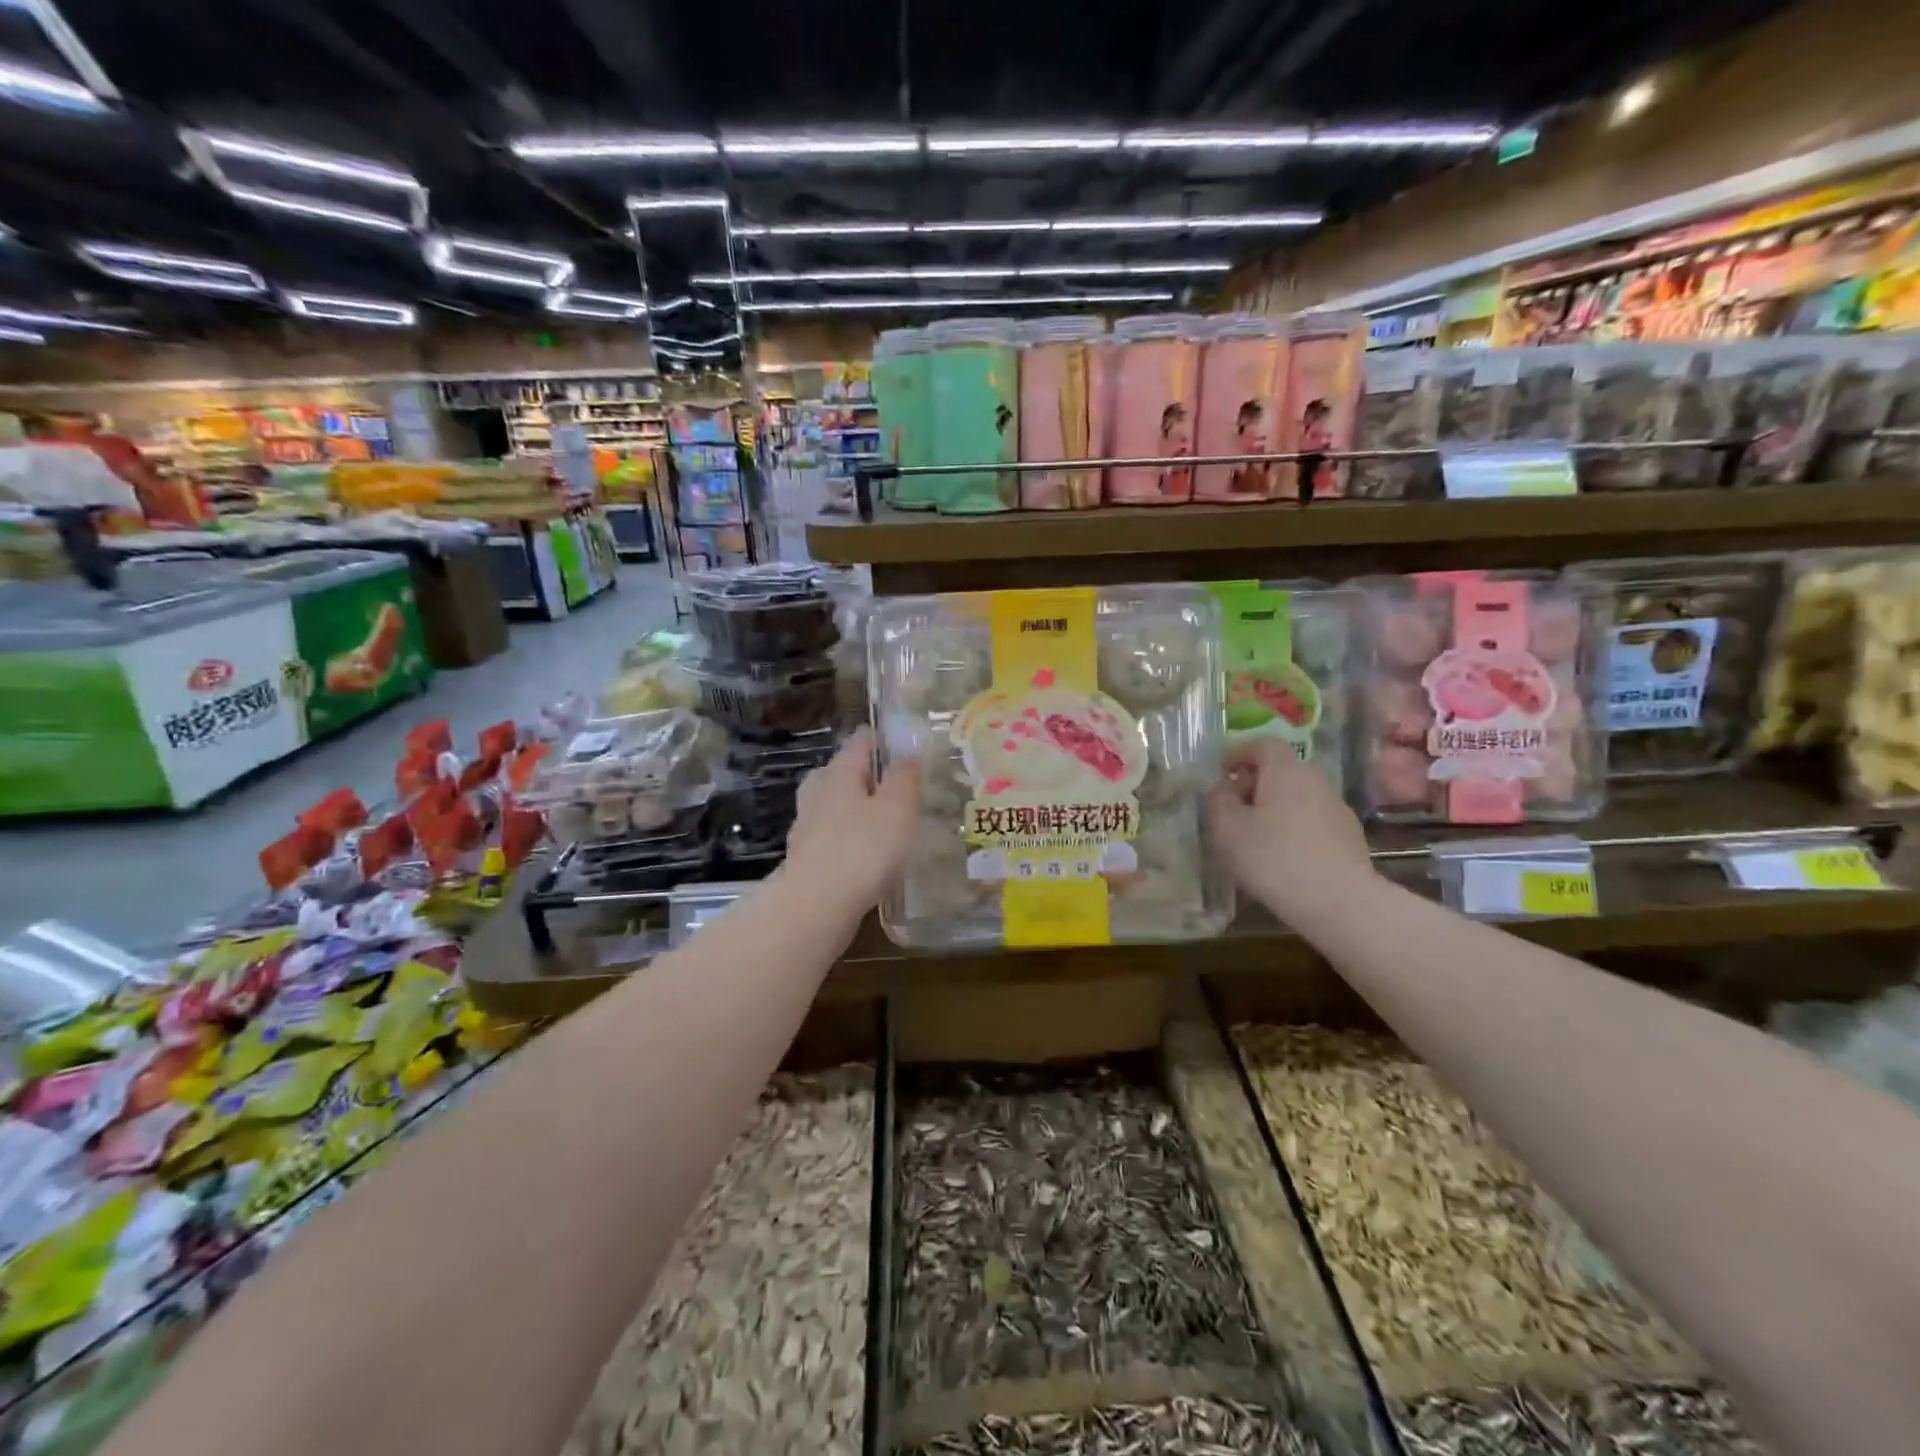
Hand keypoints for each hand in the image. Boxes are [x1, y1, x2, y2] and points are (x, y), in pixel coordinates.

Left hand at [783, 728, 920, 918]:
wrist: (816, 905)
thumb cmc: (864, 849)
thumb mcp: (897, 808)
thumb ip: (903, 778)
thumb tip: (907, 756)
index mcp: (840, 773)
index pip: (860, 742)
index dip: (880, 740)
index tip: (902, 748)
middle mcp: (817, 792)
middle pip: (838, 772)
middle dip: (862, 775)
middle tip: (891, 786)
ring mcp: (805, 825)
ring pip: (830, 805)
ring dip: (851, 808)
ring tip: (878, 822)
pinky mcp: (803, 857)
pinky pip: (827, 836)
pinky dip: (843, 838)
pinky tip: (861, 854)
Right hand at [1206, 739, 1374, 920]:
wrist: (1340, 902)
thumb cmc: (1274, 858)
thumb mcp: (1228, 829)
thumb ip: (1218, 800)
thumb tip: (1223, 787)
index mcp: (1285, 771)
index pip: (1262, 744)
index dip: (1239, 753)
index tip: (1221, 772)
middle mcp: (1315, 780)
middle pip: (1281, 770)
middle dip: (1255, 783)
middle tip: (1233, 808)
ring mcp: (1337, 808)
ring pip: (1297, 796)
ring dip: (1275, 807)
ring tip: (1256, 836)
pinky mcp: (1349, 836)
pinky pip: (1312, 820)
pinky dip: (1294, 827)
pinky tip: (1283, 856)